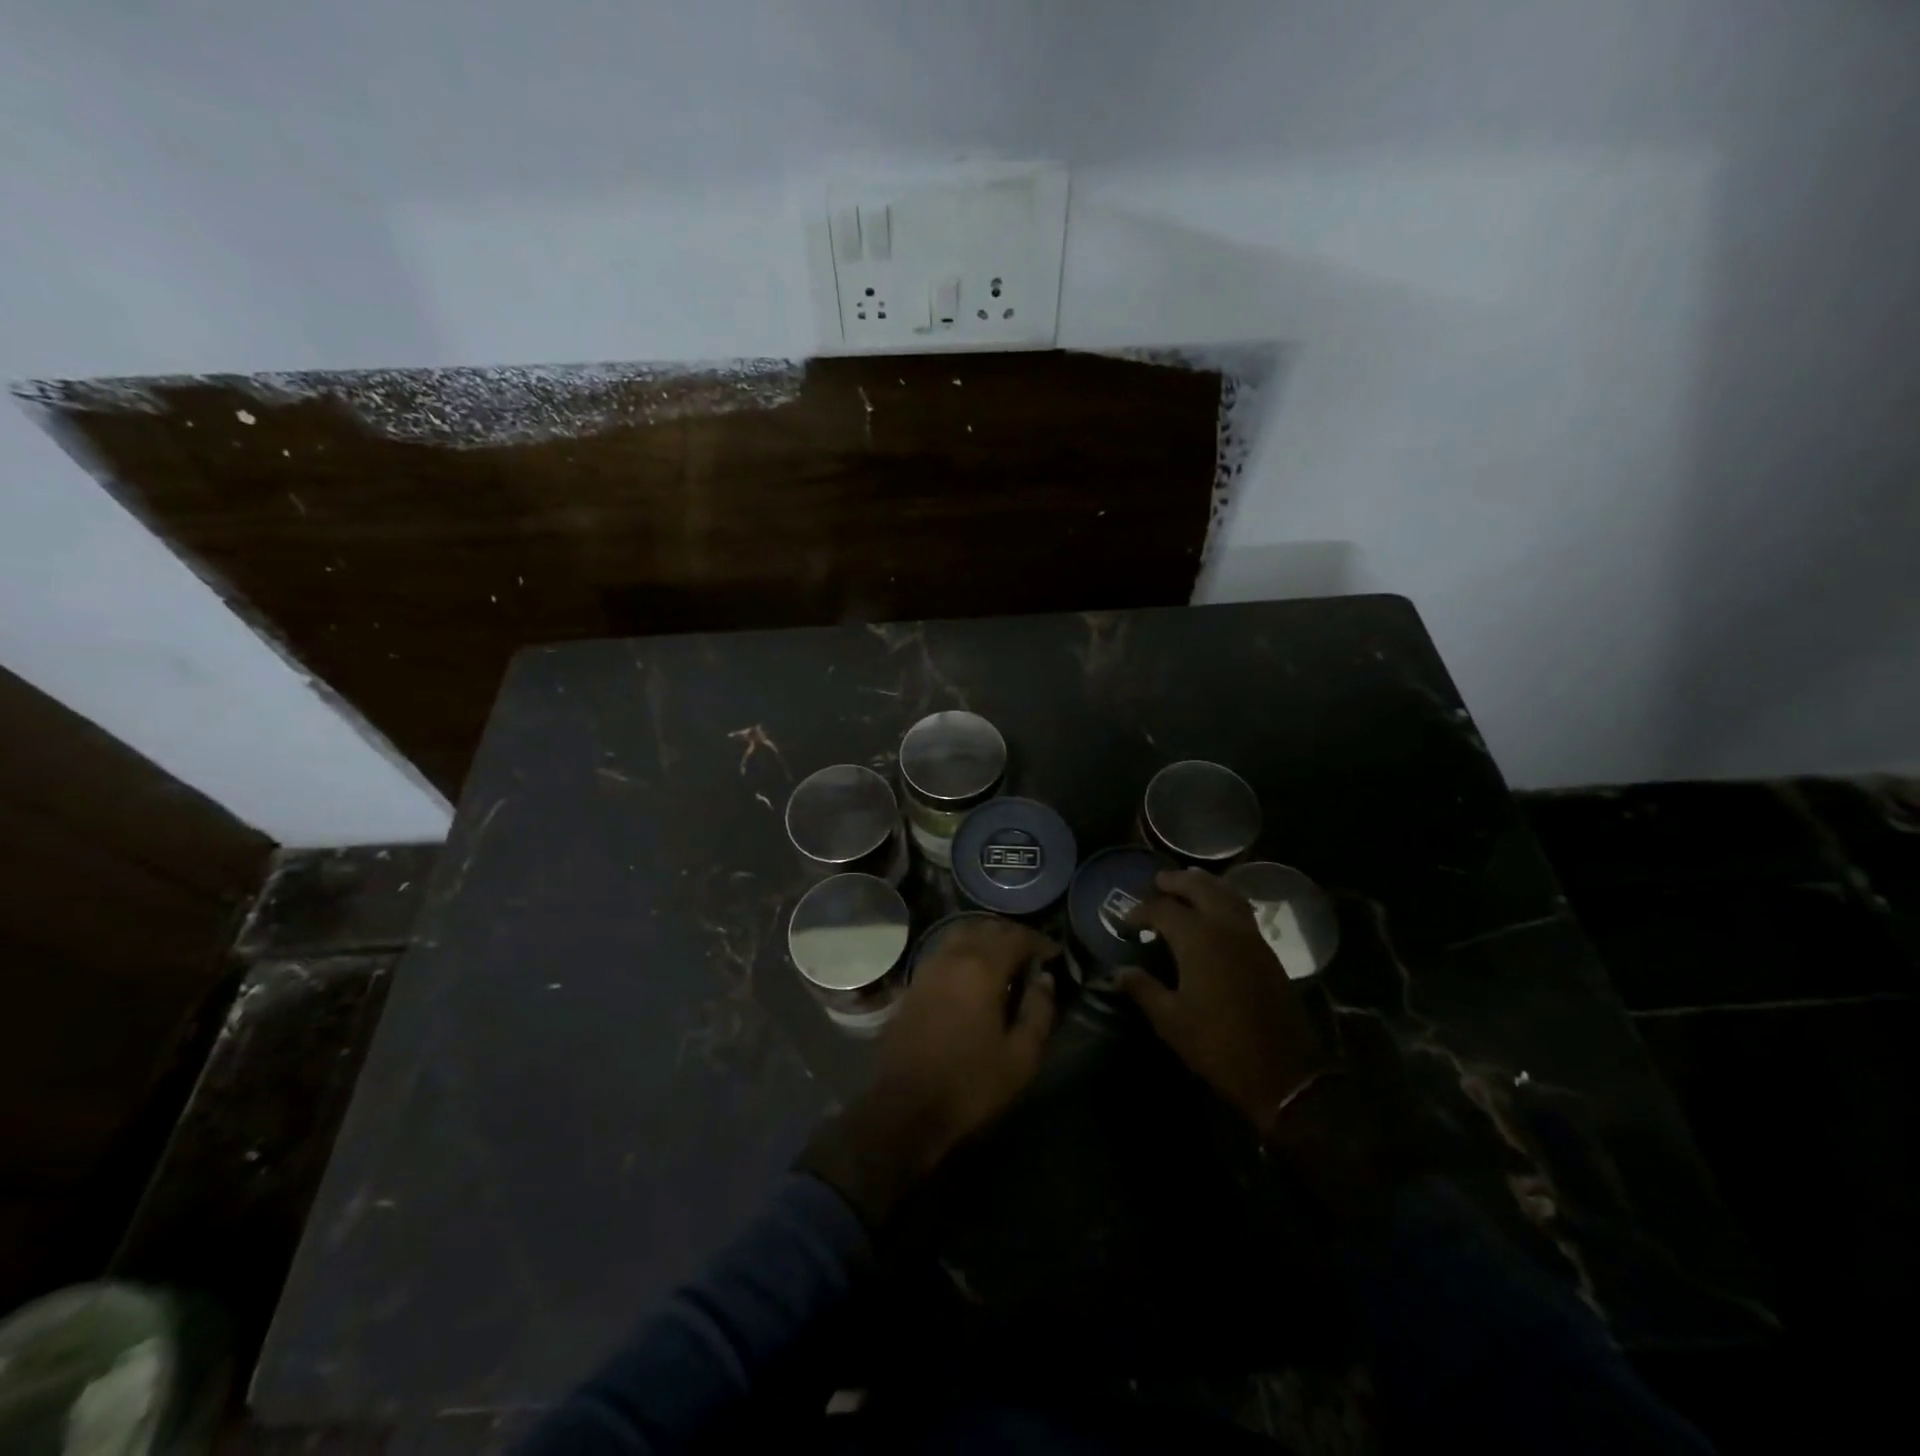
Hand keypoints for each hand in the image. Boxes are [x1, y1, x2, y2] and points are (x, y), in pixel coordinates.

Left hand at [801, 918, 1055, 1226]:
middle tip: (1031, 956)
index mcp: (981, 968)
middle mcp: (952, 957)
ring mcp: (928, 968)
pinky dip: (964, 951)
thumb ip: (1039, 1011)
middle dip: (1012, 936)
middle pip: (986, 928)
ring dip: (986, 939)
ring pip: (961, 934)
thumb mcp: (1021, 1056)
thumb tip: (1044, 979)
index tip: (1053, 955)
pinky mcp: (913, 983)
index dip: (1039, 941)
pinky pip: (944, 951)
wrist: (906, 1108)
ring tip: (1005, 962)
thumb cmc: (970, 1084)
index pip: (1015, 936)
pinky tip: (974, 976)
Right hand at [1119, 869, 1335, 1135]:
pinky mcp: (1267, 952)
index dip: (1140, 911)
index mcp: (1198, 939)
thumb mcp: (1170, 1021)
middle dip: (1176, 882)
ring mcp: (1251, 937)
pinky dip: (1225, 900)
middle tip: (1157, 881)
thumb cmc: (1218, 1045)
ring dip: (1205, 885)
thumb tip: (1120, 972)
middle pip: (1200, 887)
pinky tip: (1215, 913)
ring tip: (1188, 884)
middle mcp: (1226, 928)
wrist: (1283, 1073)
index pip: (1163, 909)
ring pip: (1227, 894)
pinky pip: (1242, 911)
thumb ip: (1143, 989)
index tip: (1125, 922)